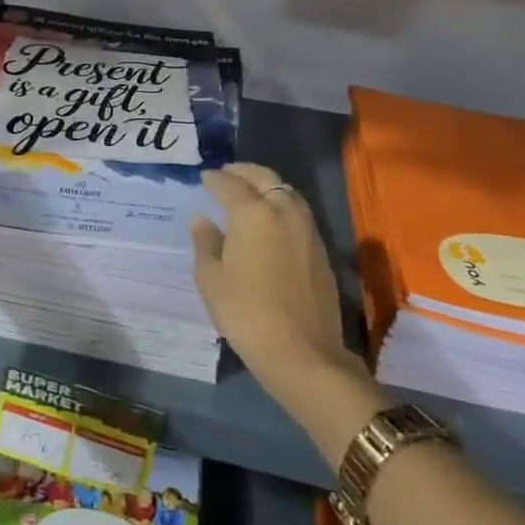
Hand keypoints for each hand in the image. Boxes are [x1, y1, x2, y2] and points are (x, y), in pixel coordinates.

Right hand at [191, 163, 371, 416]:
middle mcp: (284, 211)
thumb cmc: (246, 311)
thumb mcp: (211, 278)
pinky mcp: (321, 250)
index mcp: (253, 213)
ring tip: (251, 192)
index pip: (230, 184)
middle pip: (266, 178)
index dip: (215, 179)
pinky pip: (299, 213)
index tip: (205, 177)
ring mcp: (308, 230)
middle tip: (228, 173)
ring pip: (288, 193)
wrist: (302, 352)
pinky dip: (282, 205)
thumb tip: (203, 220)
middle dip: (245, 172)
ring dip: (268, 186)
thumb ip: (205, 243)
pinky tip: (271, 221)